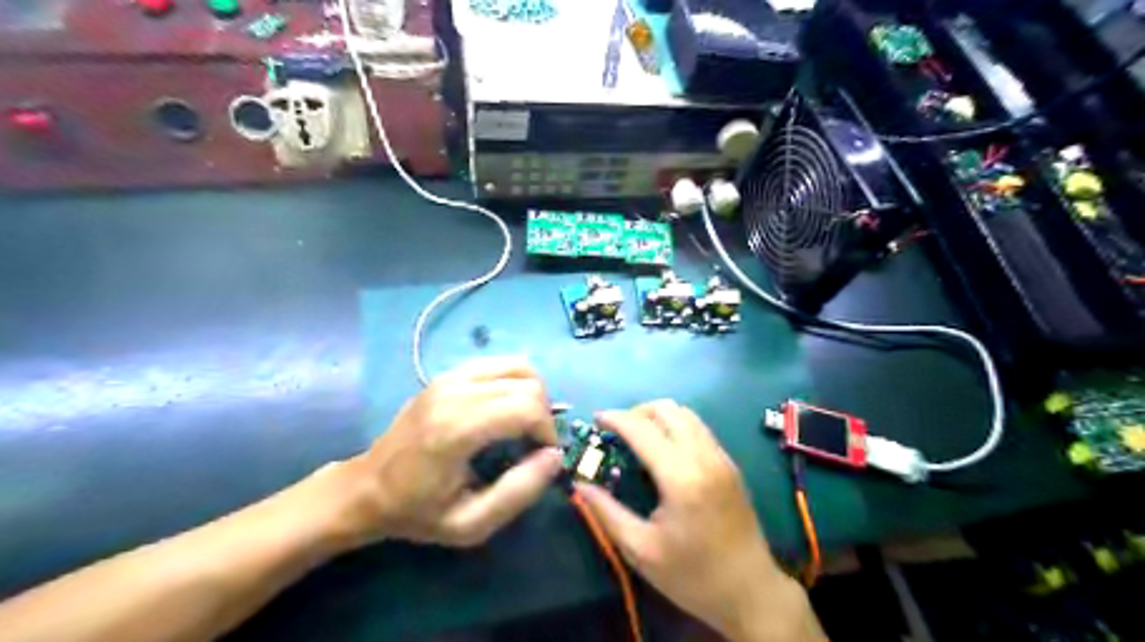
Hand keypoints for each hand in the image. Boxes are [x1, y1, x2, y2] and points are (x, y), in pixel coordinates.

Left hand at [324, 357, 560, 546]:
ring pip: (518, 366)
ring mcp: (449, 378)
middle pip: (528, 384)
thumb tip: (554, 456)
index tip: (542, 456)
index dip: (547, 431)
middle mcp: (454, 392)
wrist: (366, 489)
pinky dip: (515, 382)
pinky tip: (505, 408)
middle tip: (533, 445)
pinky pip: (499, 364)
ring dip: (533, 394)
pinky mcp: (447, 374)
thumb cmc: (417, 511)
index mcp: (457, 429)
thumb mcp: (470, 523)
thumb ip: (518, 492)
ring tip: (523, 424)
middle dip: (544, 415)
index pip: (526, 407)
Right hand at [582, 401, 822, 641]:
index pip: (642, 429)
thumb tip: (580, 485)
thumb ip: (606, 512)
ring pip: (686, 414)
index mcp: (681, 477)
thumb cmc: (692, 576)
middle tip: (617, 431)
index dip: (615, 418)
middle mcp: (704, 457)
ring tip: (638, 437)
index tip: (595, 419)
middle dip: (637, 412)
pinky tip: (665, 450)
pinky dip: (677, 426)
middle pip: (667, 410)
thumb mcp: (641, 550)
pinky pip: (699, 428)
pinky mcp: (730, 464)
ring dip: (658, 416)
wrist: (751, 592)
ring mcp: (721, 458)